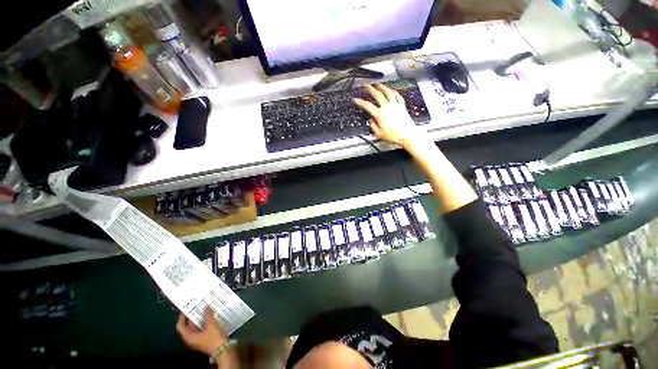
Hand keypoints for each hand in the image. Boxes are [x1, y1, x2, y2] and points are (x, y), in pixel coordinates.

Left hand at [176, 307, 227, 356]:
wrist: (222, 349)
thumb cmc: (214, 338)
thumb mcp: (211, 324)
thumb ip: (208, 315)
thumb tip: (206, 306)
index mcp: (189, 336)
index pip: (180, 326)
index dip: (182, 317)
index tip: (186, 308)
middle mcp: (191, 338)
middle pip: (188, 326)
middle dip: (192, 316)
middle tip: (197, 306)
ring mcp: (198, 339)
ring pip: (196, 327)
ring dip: (199, 318)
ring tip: (205, 309)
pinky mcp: (205, 339)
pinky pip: (202, 328)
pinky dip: (204, 322)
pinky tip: (211, 316)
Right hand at [354, 84, 422, 146]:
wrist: (407, 135)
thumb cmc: (394, 136)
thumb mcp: (379, 134)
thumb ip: (373, 126)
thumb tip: (370, 121)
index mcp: (380, 115)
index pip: (368, 106)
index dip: (361, 102)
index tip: (356, 99)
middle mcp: (387, 108)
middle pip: (378, 95)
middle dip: (371, 89)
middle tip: (367, 85)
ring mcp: (395, 106)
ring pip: (388, 93)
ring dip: (382, 87)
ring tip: (378, 84)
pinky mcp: (402, 107)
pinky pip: (398, 97)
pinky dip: (395, 92)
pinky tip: (393, 90)